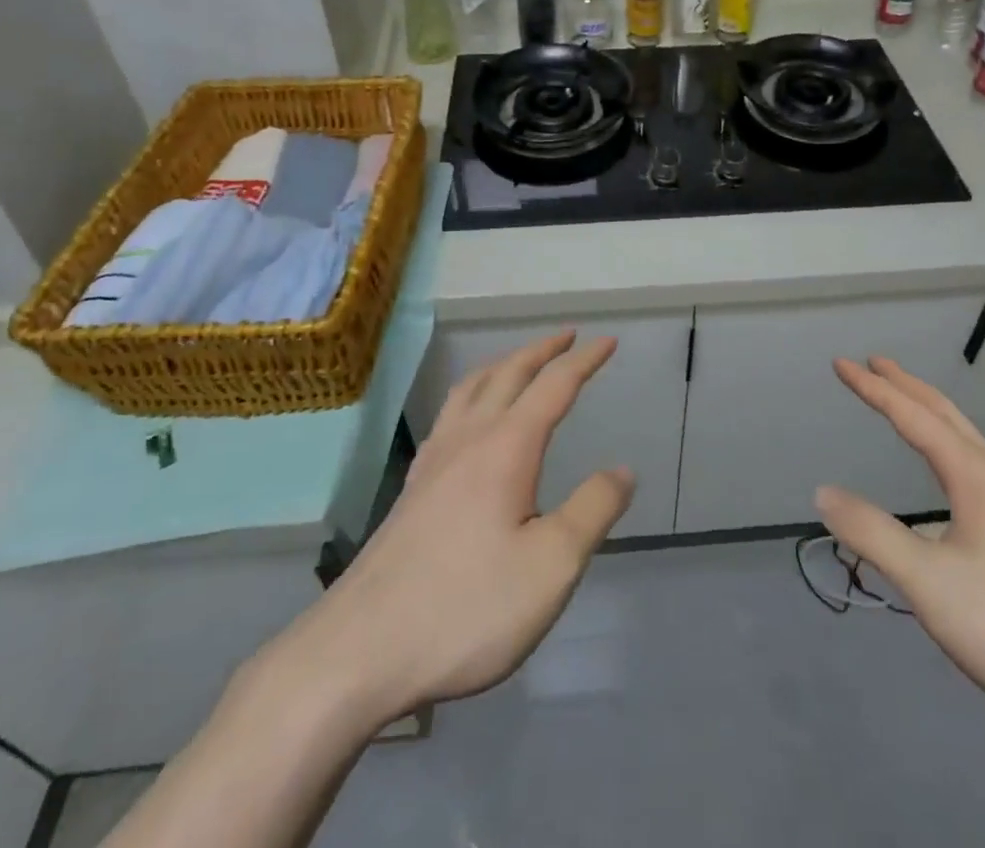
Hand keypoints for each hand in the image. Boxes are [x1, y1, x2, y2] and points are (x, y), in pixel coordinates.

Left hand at [261, 331, 633, 730]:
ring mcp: (434, 461)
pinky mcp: (412, 488)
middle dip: (542, 350)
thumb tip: (623, 470)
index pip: (554, 386)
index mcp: (506, 447)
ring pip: (470, 388)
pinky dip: (471, 394)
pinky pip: (448, 415)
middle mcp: (468, 439)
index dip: (584, 361)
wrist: (361, 649)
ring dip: (502, 365)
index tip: (608, 341)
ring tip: (519, 362)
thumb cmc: (468, 607)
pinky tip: (469, 419)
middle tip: (568, 335)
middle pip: (508, 374)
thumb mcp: (551, 566)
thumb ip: (593, 510)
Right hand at [816, 357, 984, 748]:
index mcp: (975, 476)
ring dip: (931, 413)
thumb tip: (823, 492)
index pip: (913, 416)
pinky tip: (953, 479)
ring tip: (906, 407)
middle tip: (874, 362)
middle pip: (946, 414)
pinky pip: (981, 464)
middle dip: (906, 385)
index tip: (841, 363)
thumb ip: (874, 535)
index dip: (873, 389)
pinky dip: (951, 444)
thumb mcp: (931, 586)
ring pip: (968, 439)